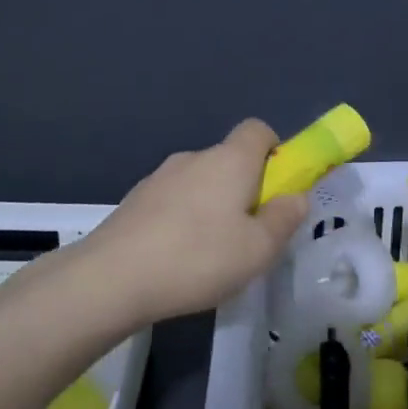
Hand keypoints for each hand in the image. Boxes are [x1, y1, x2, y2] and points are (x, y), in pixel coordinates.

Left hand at [76, 120, 310, 324]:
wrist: (111, 278)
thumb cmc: (198, 258)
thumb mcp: (258, 249)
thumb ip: (284, 219)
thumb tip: (296, 197)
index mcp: (230, 160)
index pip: (258, 130)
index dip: (275, 152)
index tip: (277, 188)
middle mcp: (195, 158)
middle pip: (230, 160)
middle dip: (245, 189)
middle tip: (248, 235)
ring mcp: (160, 177)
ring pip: (200, 182)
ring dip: (212, 206)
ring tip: (210, 255)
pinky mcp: (135, 200)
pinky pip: (173, 201)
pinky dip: (182, 220)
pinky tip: (177, 259)